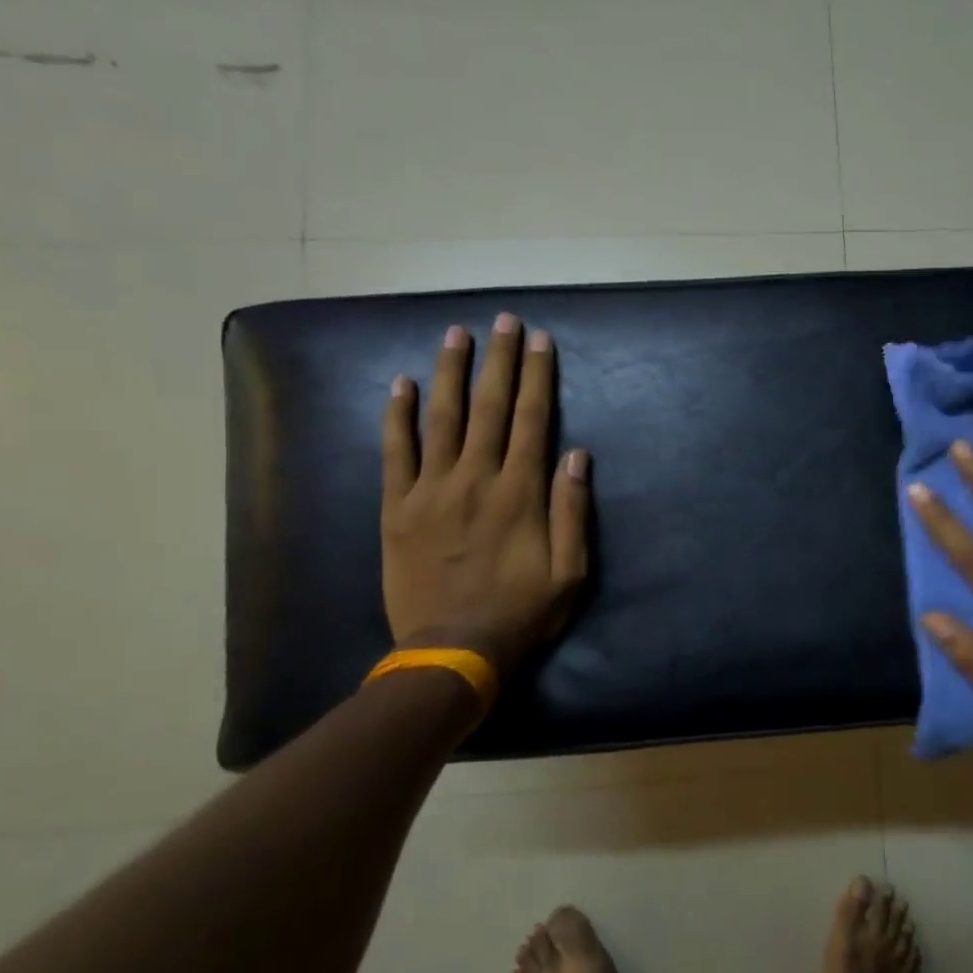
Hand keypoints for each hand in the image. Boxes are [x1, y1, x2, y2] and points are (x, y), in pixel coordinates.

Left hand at [380, 317, 590, 678]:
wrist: (452, 651)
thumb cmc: (521, 613)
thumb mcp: (570, 571)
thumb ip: (572, 510)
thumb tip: (577, 454)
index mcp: (520, 493)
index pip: (532, 419)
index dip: (536, 376)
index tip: (539, 340)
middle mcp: (476, 479)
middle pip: (490, 407)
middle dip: (497, 359)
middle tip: (502, 320)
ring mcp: (430, 491)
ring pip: (441, 418)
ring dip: (449, 372)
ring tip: (456, 334)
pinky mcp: (396, 508)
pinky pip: (395, 452)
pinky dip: (396, 416)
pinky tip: (399, 384)